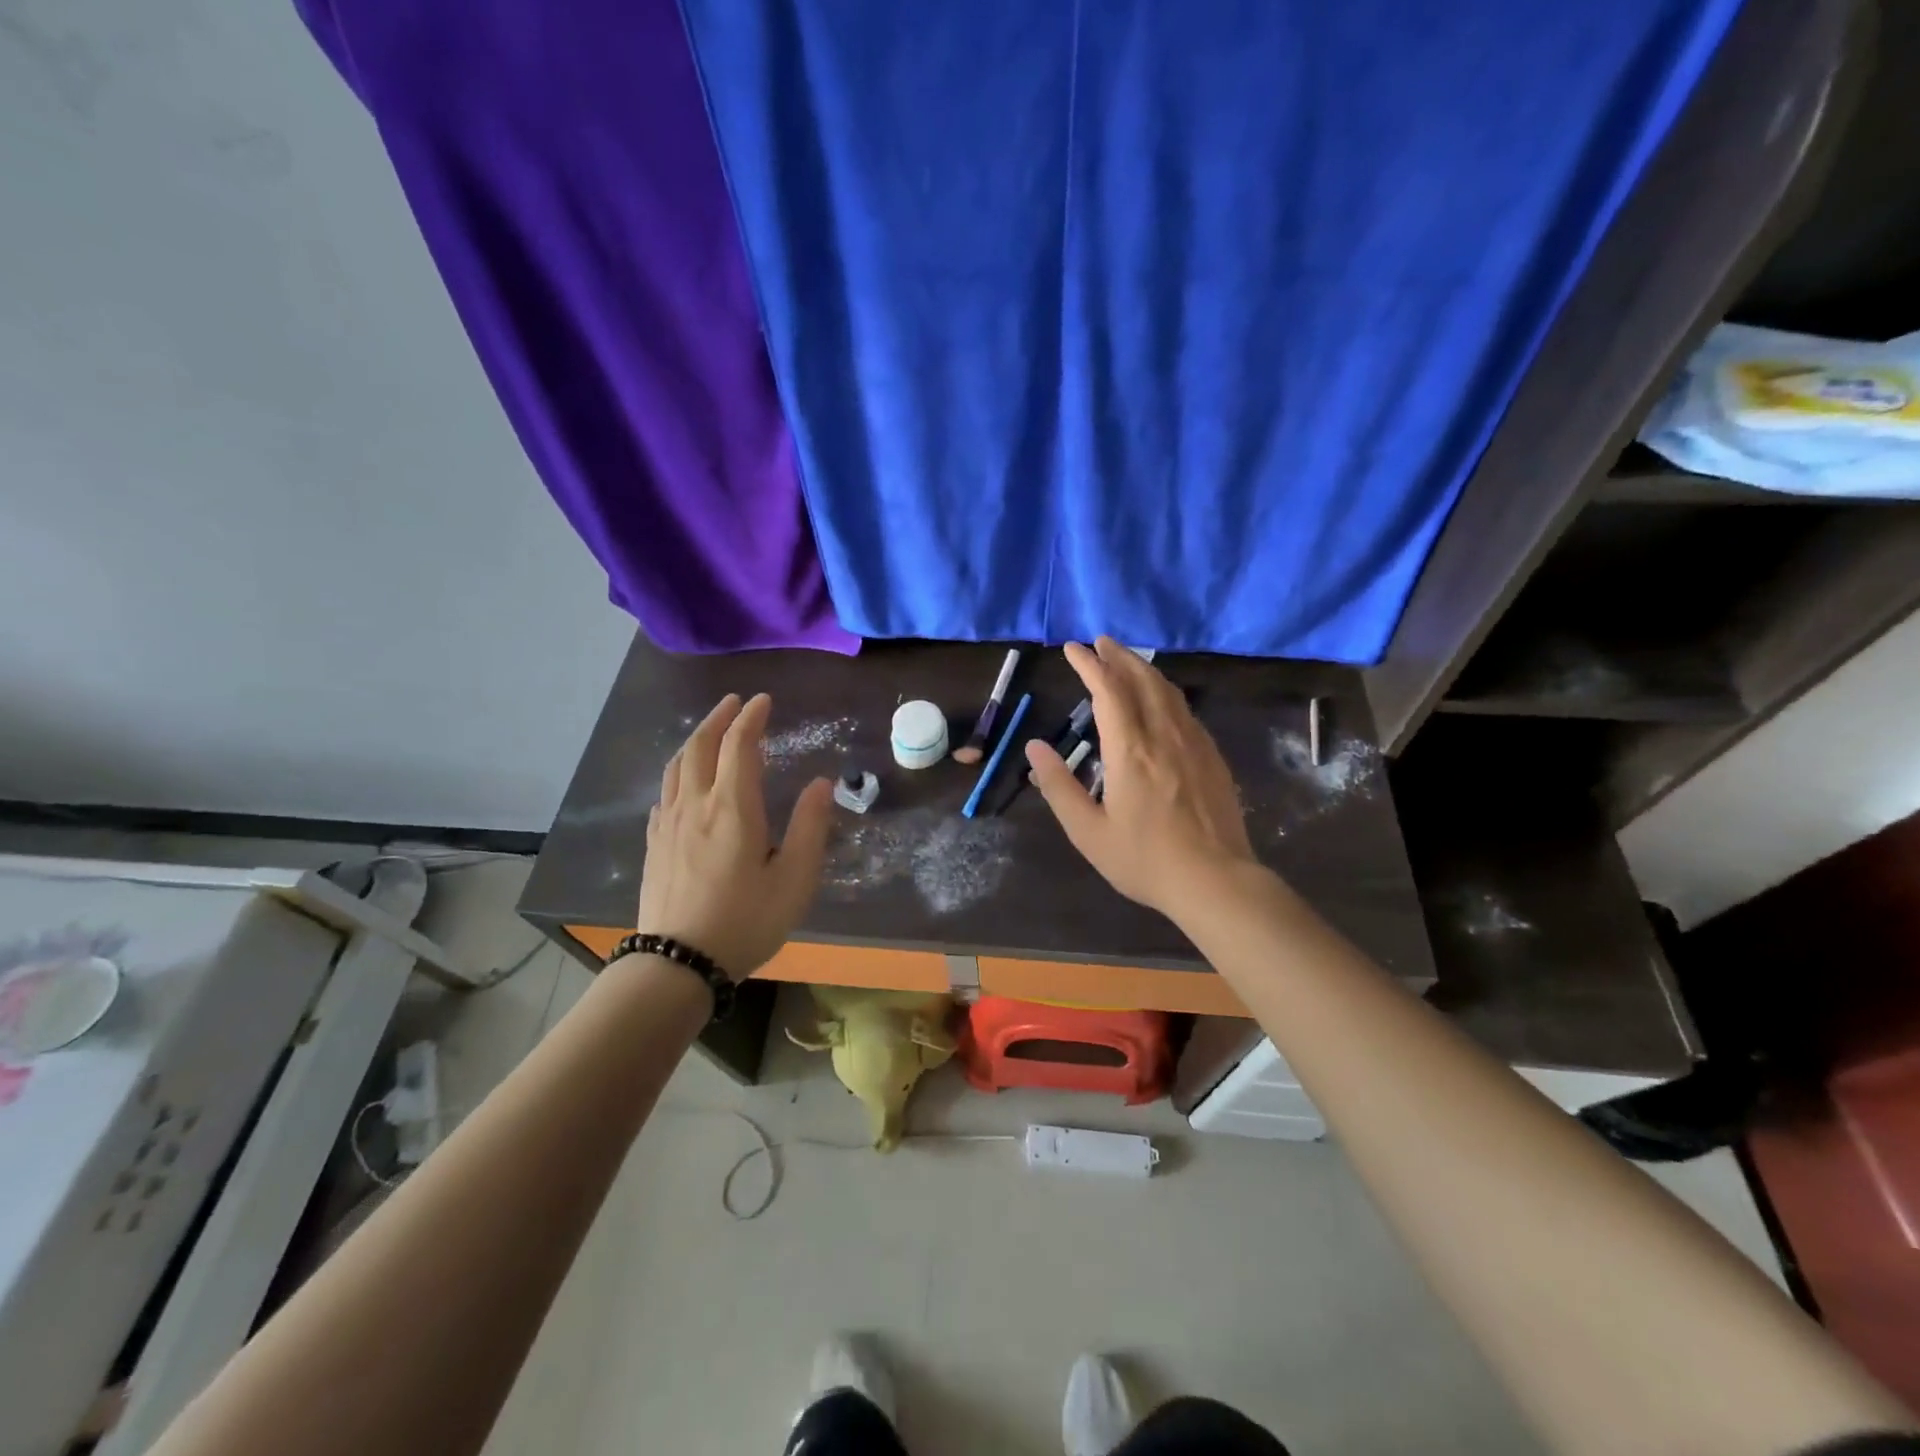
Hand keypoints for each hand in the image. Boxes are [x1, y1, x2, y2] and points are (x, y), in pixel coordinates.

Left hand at [634, 693, 833, 979]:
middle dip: (719, 718)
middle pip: (701, 746)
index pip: (739, 745)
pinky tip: (684, 781)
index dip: (751, 717)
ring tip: (710, 731)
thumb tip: (821, 783)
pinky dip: (679, 771)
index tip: (764, 701)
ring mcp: (669, 824)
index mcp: (733, 808)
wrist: (677, 963)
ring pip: (677, 766)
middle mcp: (696, 805)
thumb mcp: (794, 879)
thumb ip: (810, 827)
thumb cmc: (745, 921)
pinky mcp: (655, 844)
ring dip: (696, 739)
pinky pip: (665, 792)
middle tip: (735, 702)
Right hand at [1024, 638, 1257, 918]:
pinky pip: (1185, 710)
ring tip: (1127, 661)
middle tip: (1101, 642)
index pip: (1108, 691)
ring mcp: (1194, 744)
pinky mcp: (1212, 757)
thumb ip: (1058, 786)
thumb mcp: (1088, 831)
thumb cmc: (1144, 860)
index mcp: (1130, 750)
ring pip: (1168, 691)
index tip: (1073, 648)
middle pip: (1142, 680)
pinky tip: (1161, 701)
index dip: (1089, 665)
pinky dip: (1165, 692)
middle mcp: (1164, 735)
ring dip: (1144, 669)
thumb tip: (1034, 746)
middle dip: (1119, 656)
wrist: (1216, 881)